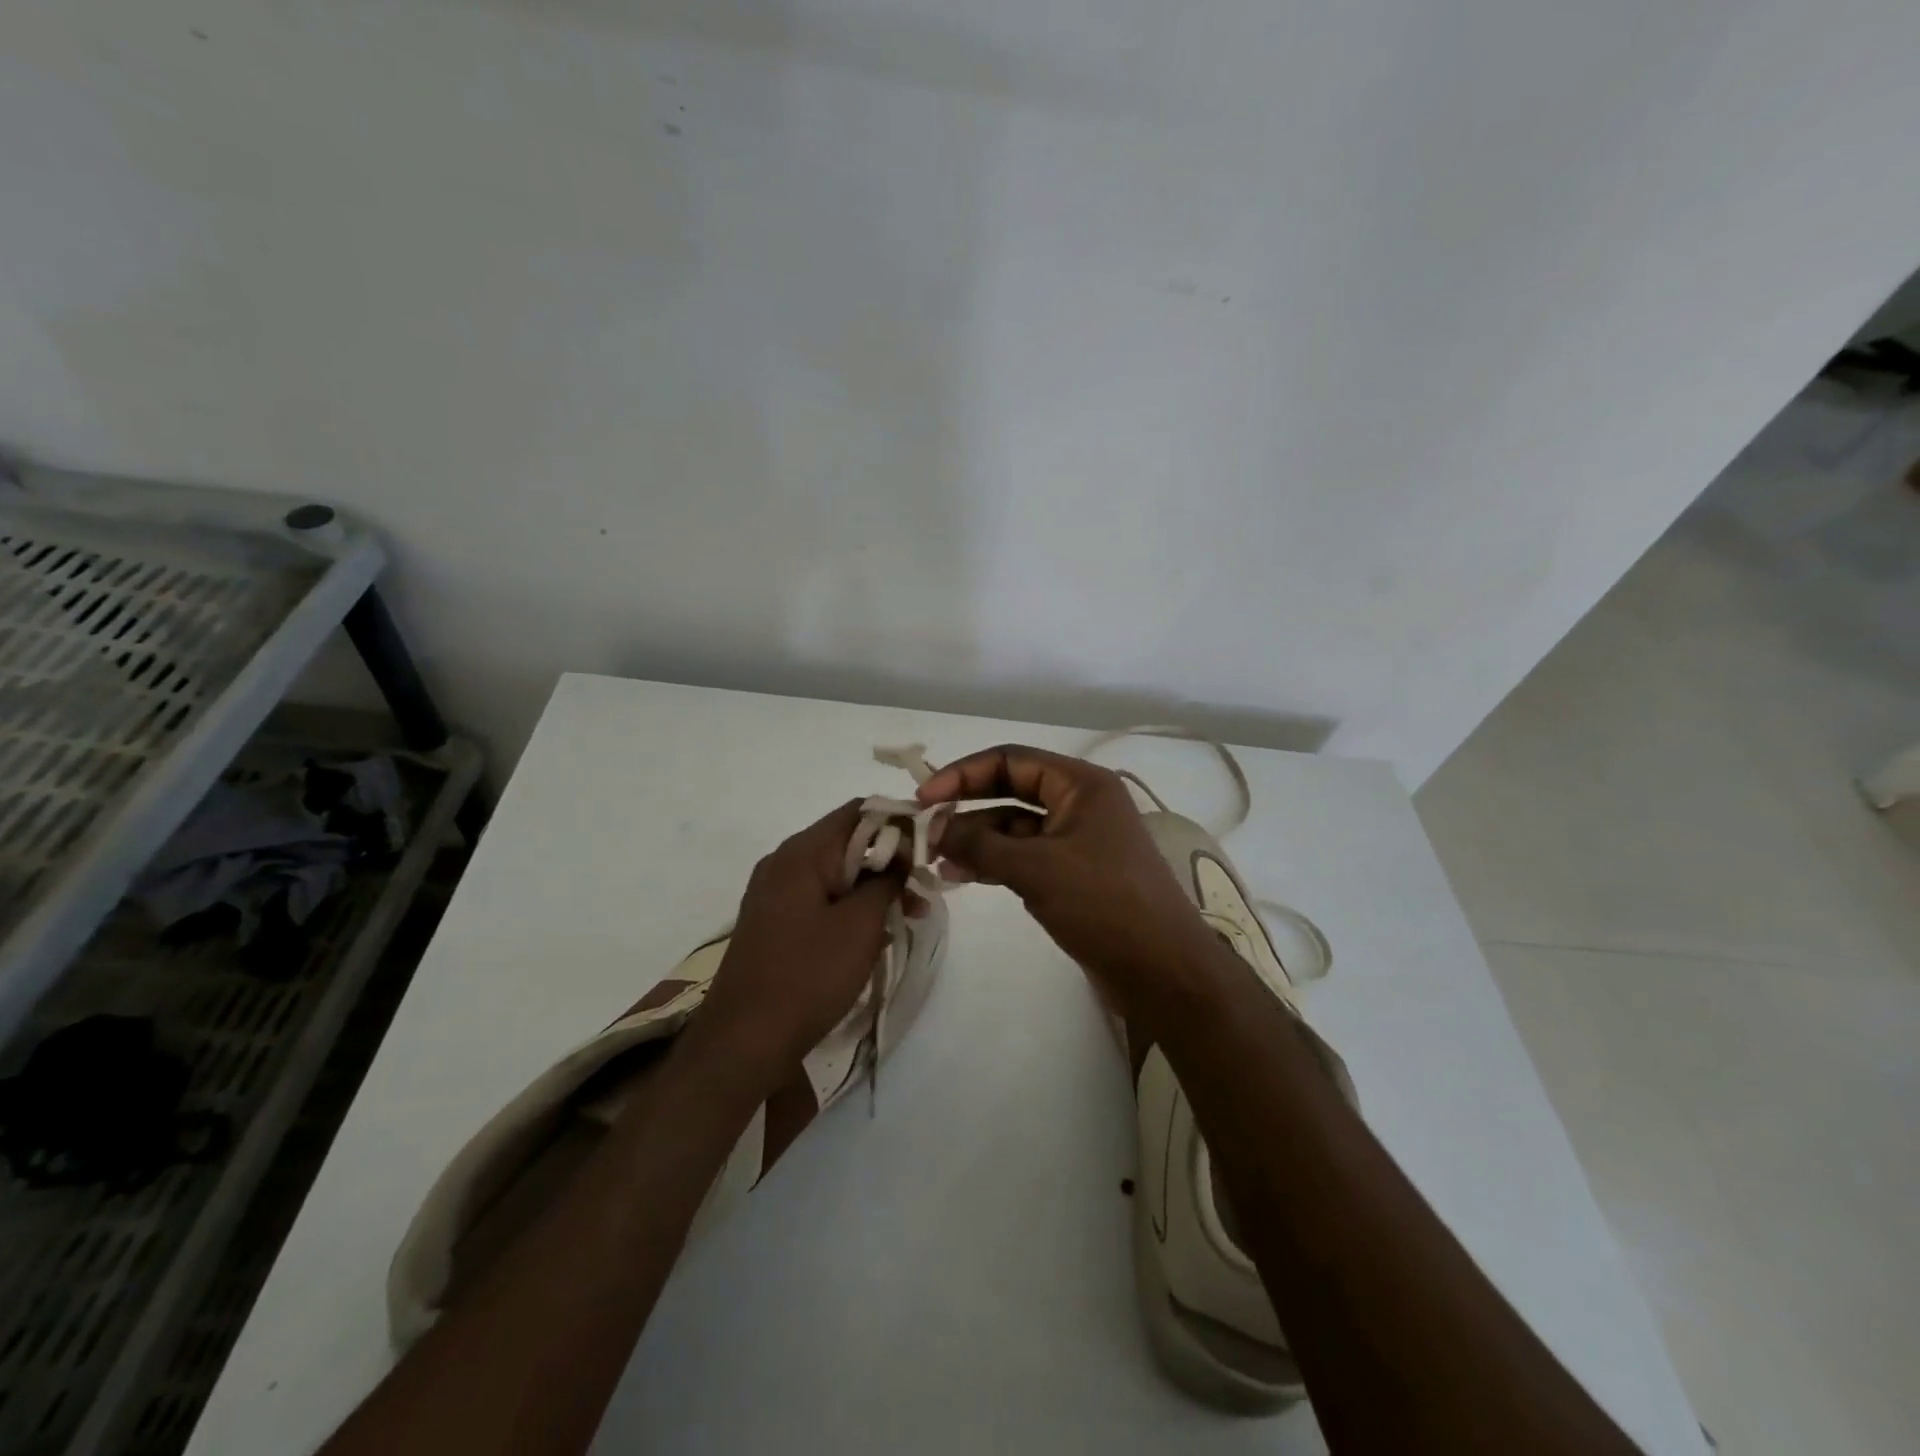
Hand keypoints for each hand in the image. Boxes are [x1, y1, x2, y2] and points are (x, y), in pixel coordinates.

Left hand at [685, 800, 905, 1093]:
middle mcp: (783, 863)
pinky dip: (850, 907)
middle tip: (923, 891)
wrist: (743, 1042)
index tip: (930, 848)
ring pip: (836, 874)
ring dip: (873, 888)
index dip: (899, 822)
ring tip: (908, 916)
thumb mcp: (860, 925)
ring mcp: (775, 893)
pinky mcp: (774, 922)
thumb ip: (886, 880)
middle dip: (890, 861)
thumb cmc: (807, 976)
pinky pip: (821, 899)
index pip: (859, 811)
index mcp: (802, 853)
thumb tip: (903, 853)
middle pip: (847, 842)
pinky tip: (875, 934)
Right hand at [918, 745, 1215, 1007]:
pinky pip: (1024, 856)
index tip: (924, 797)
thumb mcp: (1035, 868)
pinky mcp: (1073, 874)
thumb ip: (979, 844)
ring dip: (975, 840)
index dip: (963, 774)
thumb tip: (934, 829)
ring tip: (935, 859)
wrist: (1162, 970)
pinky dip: (993, 863)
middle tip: (924, 827)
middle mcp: (1079, 803)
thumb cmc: (1103, 903)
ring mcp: (1077, 840)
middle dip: (966, 807)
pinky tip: (960, 876)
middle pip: (1010, 790)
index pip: (1011, 760)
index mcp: (1081, 784)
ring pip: (1014, 827)